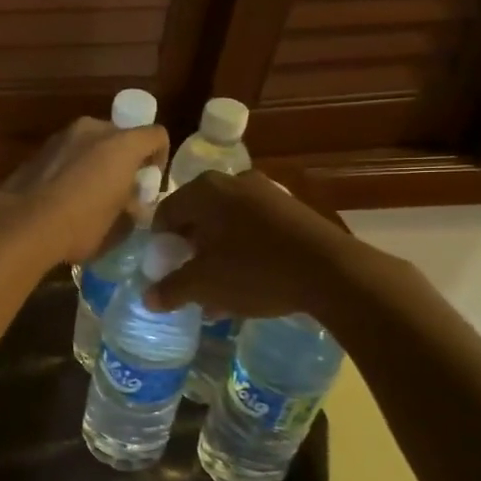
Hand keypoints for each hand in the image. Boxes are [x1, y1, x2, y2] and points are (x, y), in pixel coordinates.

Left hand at [0, 117, 167, 266]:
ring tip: (90, 194)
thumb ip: (133, 208)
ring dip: (96, 161)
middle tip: (120, 190)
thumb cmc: (82, 225)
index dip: (159, 158)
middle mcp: (93, 129)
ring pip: (90, 143)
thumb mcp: (119, 225)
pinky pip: (67, 153)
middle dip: (124, 159)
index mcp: (122, 144)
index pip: (156, 135)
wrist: (23, 224)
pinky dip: (72, 166)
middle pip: (120, 136)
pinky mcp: (39, 149)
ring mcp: (62, 136)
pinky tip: (64, 195)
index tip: (149, 183)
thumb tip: (133, 205)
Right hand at [145, 170, 360, 317]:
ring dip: (217, 255)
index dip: (159, 245)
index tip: (163, 270)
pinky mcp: (293, 210)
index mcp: (204, 190)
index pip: (165, 213)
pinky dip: (244, 252)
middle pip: (198, 218)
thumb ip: (171, 289)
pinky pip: (255, 229)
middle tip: (190, 280)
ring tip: (219, 291)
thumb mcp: (204, 285)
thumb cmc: (254, 270)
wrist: (332, 271)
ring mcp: (267, 193)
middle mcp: (233, 181)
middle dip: (190, 251)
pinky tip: (249, 284)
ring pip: (228, 225)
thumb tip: (148, 298)